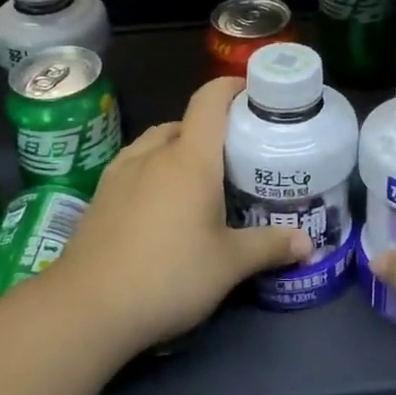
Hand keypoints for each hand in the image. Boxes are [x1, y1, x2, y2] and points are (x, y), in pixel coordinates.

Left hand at [47, 76, 310, 357]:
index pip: (210, 100)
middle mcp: (154, 153)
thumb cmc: (168, 276)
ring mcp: (121, 172)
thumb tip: (309, 243)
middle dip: (211, 130)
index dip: (231, 87)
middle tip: (236, 156)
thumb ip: (270, 246)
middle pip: (186, 122)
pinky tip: (161, 203)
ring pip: (156, 142)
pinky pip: (135, 164)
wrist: (86, 308)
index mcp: (190, 158)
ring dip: (179, 149)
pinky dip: (154, 169)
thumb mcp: (229, 265)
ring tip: (199, 179)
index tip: (253, 93)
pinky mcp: (101, 195)